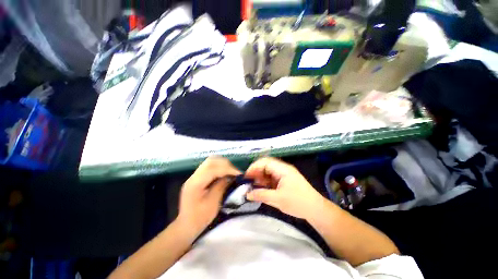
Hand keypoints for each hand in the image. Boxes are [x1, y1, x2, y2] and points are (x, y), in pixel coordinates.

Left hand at [177, 157, 240, 235]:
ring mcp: (194, 175)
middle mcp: (194, 176)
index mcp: (196, 183)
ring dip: (222, 164)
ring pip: (210, 161)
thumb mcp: (213, 203)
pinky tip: (224, 173)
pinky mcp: (197, 177)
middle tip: (235, 172)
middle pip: (211, 161)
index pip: (213, 169)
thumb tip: (231, 176)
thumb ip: (221, 186)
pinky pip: (210, 166)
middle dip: (225, 164)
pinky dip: (219, 167)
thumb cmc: (200, 218)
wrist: (186, 225)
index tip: (239, 173)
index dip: (227, 169)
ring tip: (231, 172)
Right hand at [245, 157, 326, 219]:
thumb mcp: (277, 199)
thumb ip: (261, 195)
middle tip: (249, 182)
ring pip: (268, 171)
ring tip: (255, 186)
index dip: (254, 167)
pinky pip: (272, 177)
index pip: (265, 162)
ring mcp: (284, 173)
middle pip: (266, 165)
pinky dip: (266, 181)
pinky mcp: (285, 179)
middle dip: (256, 172)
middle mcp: (283, 168)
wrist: (316, 209)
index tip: (246, 177)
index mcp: (283, 169)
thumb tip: (247, 194)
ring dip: (261, 177)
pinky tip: (263, 187)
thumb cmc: (298, 203)